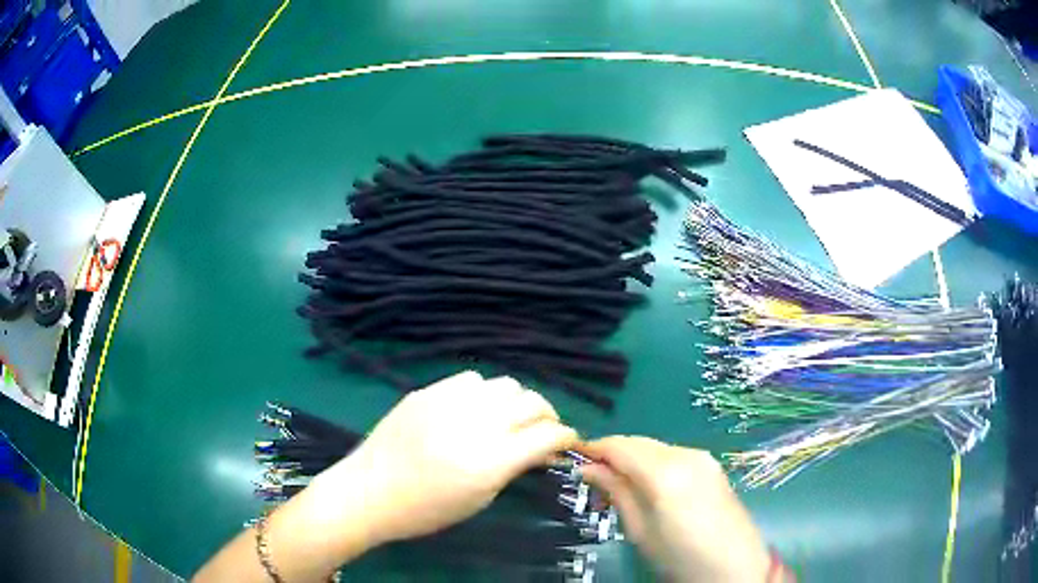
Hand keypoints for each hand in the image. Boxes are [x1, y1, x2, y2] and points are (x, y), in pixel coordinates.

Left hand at [316, 370, 578, 546]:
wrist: (368, 491)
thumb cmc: (425, 510)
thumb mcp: (479, 499)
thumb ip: (514, 468)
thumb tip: (540, 448)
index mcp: (489, 461)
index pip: (547, 435)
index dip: (565, 437)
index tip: (567, 442)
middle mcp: (474, 424)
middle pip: (532, 402)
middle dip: (547, 415)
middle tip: (543, 430)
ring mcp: (448, 402)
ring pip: (505, 384)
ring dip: (516, 402)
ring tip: (508, 418)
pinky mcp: (427, 391)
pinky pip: (471, 379)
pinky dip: (484, 393)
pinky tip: (474, 410)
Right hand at [579, 437, 771, 581]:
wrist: (734, 566)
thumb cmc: (680, 556)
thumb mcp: (640, 530)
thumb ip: (616, 492)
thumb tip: (589, 468)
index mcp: (666, 471)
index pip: (619, 445)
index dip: (593, 449)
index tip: (573, 460)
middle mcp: (686, 454)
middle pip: (638, 443)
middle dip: (612, 455)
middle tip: (592, 481)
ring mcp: (703, 458)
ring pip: (655, 448)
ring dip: (632, 460)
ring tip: (618, 489)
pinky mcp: (712, 466)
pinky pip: (673, 456)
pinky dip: (653, 465)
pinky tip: (648, 487)